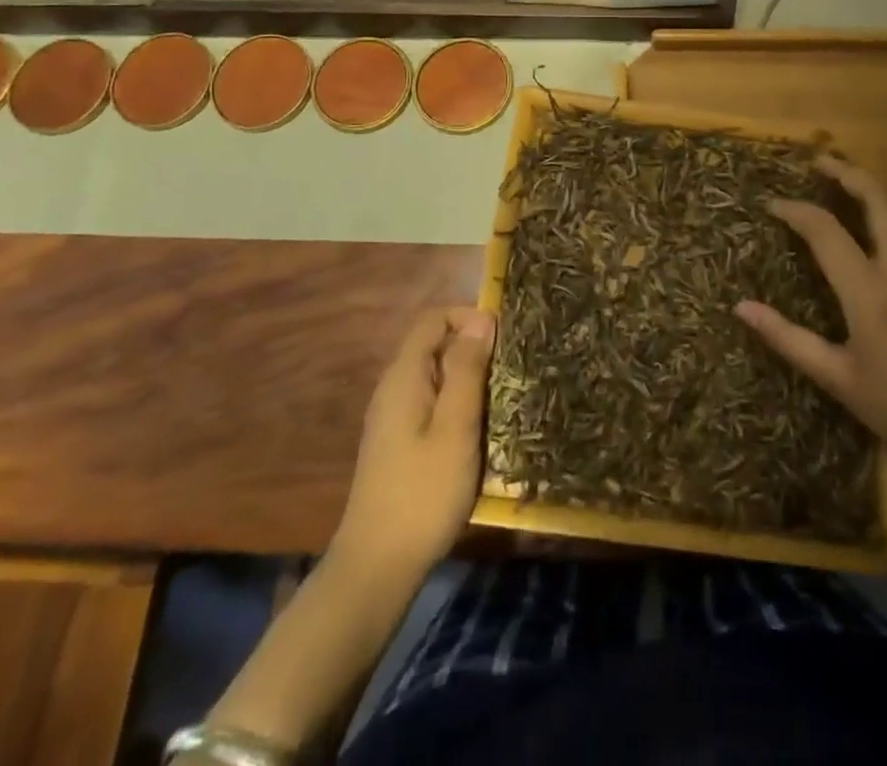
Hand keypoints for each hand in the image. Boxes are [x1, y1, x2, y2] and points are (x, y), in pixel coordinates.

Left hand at [333, 307, 494, 578]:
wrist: (376, 568)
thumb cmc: (423, 493)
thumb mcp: (455, 427)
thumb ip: (467, 370)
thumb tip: (482, 319)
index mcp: (404, 376)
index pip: (433, 319)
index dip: (469, 317)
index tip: (503, 338)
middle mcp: (394, 388)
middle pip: (434, 344)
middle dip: (473, 348)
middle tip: (510, 370)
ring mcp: (393, 417)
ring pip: (435, 375)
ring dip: (468, 378)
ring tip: (502, 398)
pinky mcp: (399, 442)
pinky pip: (431, 402)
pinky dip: (457, 403)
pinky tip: (478, 430)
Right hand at [737, 156, 886, 499]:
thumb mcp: (838, 380)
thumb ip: (787, 338)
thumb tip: (741, 306)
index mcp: (871, 294)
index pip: (825, 231)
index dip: (795, 211)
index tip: (773, 204)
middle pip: (877, 197)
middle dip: (846, 172)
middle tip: (820, 162)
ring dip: (881, 186)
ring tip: (855, 182)